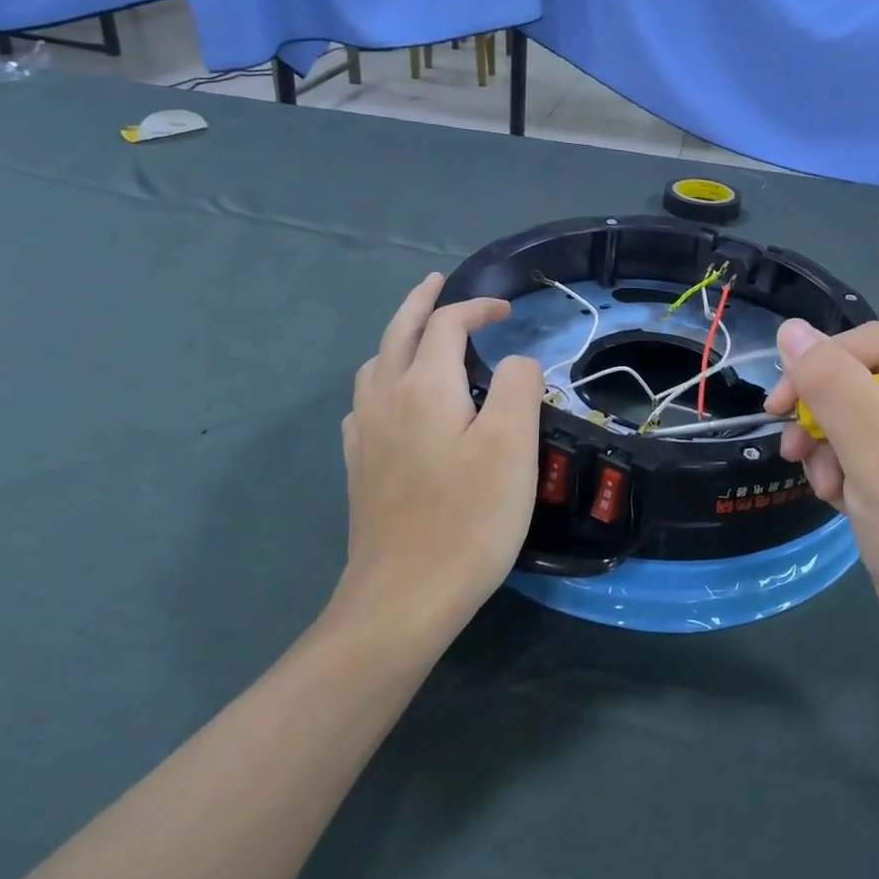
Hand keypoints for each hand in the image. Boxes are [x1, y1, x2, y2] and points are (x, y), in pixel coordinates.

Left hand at [335, 274, 544, 644]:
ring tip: (420, 334)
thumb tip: (516, 362)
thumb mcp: (513, 445)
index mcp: (424, 385)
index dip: (477, 307)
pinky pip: (365, 400)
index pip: (447, 323)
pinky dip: (384, 378)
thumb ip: (519, 385)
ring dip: (399, 336)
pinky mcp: (359, 465)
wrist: (404, 596)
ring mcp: (365, 433)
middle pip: (398, 330)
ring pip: (376, 363)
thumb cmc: (469, 517)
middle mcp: (385, 397)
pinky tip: (395, 400)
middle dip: (420, 301)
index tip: (509, 312)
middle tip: (437, 281)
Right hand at [765, 320, 878, 693]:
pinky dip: (846, 470)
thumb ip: (836, 389)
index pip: (877, 346)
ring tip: (827, 490)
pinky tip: (844, 502)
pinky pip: (870, 447)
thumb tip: (791, 330)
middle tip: (796, 456)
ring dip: (832, 448)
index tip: (776, 408)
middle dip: (827, 418)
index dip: (819, 367)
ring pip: (859, 414)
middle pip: (866, 379)